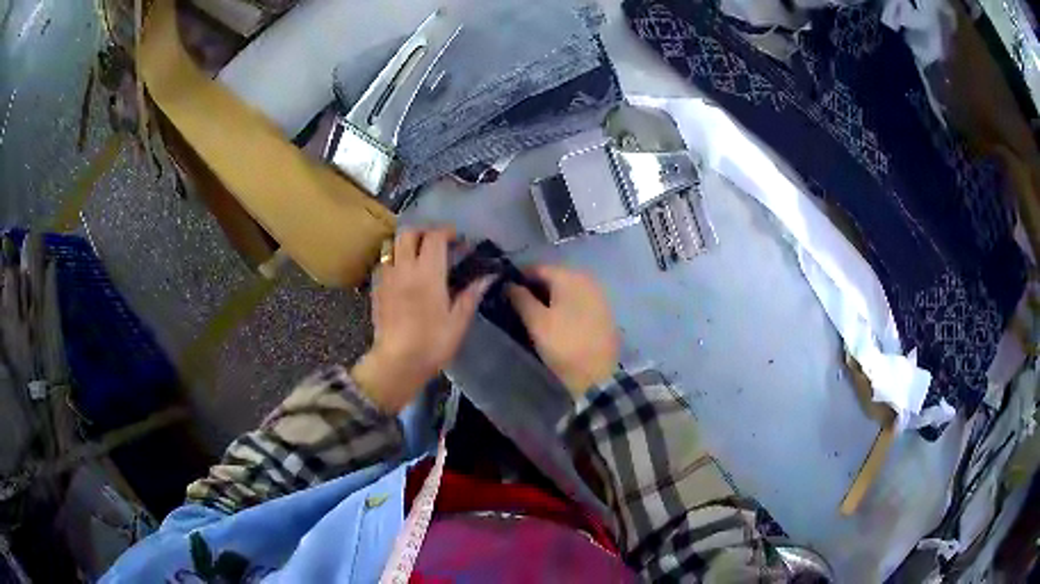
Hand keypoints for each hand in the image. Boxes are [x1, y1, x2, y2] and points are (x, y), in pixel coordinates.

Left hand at [352, 228, 490, 413]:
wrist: (397, 363)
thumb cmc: (432, 343)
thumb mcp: (458, 321)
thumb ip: (470, 294)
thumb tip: (487, 276)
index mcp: (428, 272)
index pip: (435, 236)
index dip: (448, 232)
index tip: (459, 241)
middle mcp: (404, 268)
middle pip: (409, 233)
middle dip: (424, 232)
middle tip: (438, 243)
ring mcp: (386, 277)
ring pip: (392, 245)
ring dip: (405, 243)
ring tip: (417, 255)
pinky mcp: (376, 289)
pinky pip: (382, 264)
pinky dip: (393, 260)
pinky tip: (402, 275)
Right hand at [507, 266, 618, 395]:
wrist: (597, 375)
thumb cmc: (563, 344)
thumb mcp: (536, 322)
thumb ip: (520, 298)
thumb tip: (509, 284)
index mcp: (569, 277)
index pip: (538, 268)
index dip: (519, 277)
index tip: (504, 290)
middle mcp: (587, 279)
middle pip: (554, 277)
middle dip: (535, 287)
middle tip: (517, 303)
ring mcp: (598, 296)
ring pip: (567, 289)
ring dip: (550, 297)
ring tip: (533, 313)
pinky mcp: (603, 312)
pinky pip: (578, 301)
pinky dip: (564, 306)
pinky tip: (555, 320)